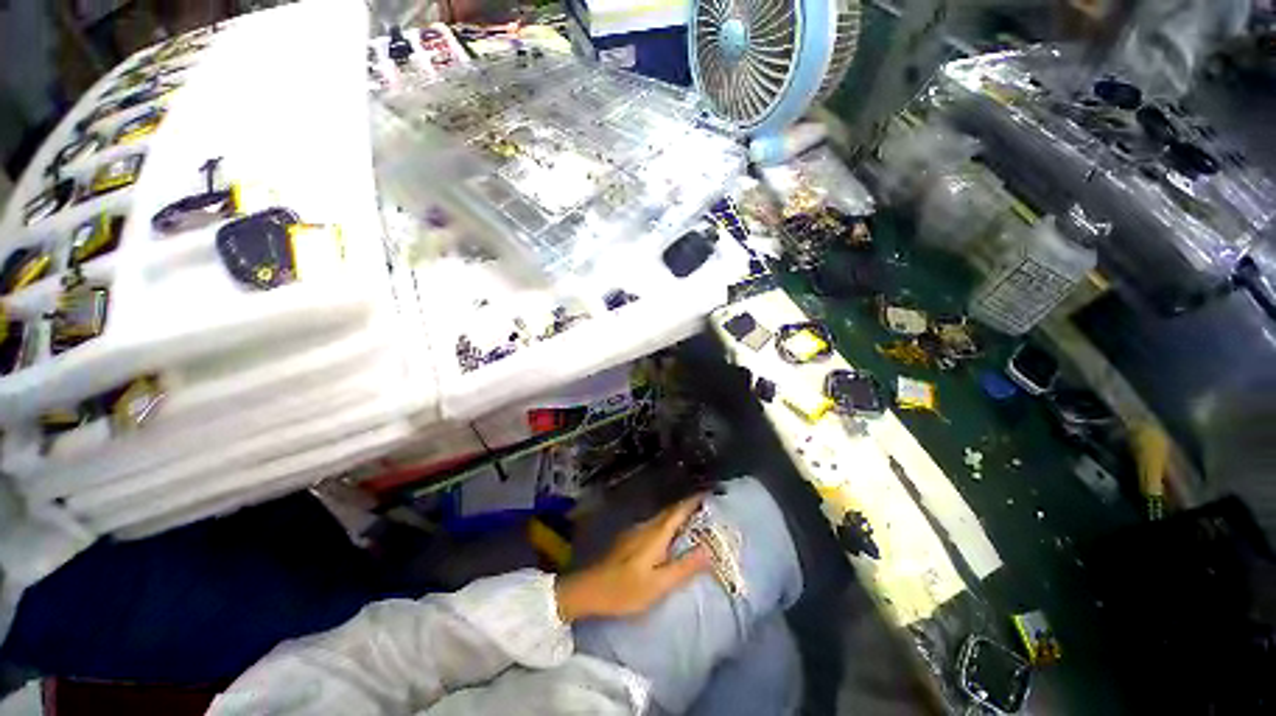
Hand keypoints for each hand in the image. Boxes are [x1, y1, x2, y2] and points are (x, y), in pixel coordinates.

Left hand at [555, 495, 711, 621]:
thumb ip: (684, 567)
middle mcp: (646, 526)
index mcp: (655, 534)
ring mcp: (636, 530)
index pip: (678, 511)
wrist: (590, 589)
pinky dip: (668, 523)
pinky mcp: (630, 538)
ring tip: (694, 519)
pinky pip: (655, 524)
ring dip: (678, 514)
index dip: (693, 500)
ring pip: (662, 517)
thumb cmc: (625, 590)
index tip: (709, 493)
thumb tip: (708, 550)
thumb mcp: (659, 585)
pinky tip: (671, 535)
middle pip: (670, 511)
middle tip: (707, 506)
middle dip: (688, 506)